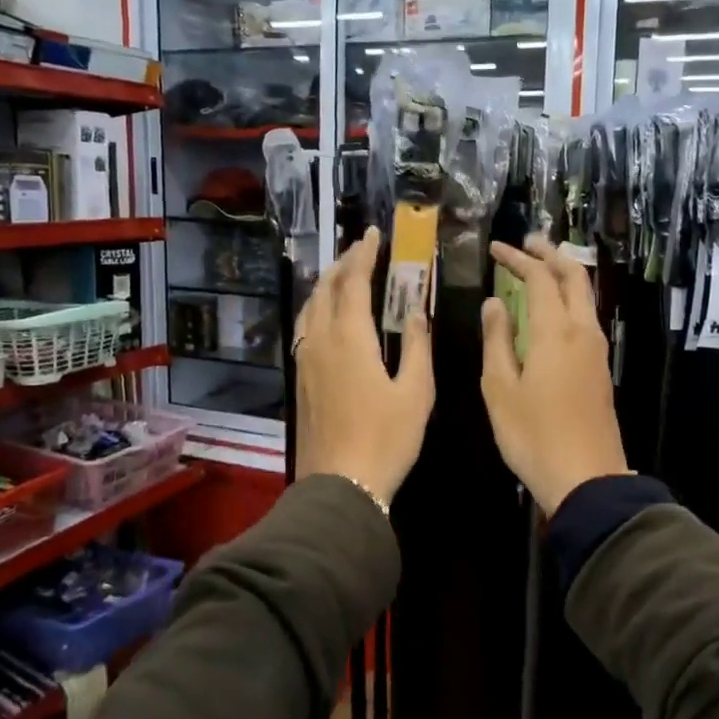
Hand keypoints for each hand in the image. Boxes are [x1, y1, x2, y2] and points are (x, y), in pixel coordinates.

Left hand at [295, 226, 433, 506]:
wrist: (341, 484)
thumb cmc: (386, 438)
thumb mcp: (416, 393)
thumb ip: (418, 347)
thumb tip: (418, 312)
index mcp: (350, 338)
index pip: (353, 282)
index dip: (364, 255)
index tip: (373, 234)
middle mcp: (320, 341)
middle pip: (325, 289)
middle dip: (342, 264)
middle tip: (360, 249)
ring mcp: (305, 360)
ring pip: (309, 308)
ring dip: (325, 285)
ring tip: (342, 275)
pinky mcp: (300, 379)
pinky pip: (304, 329)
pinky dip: (316, 309)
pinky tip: (326, 318)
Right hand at [481, 235, 629, 514]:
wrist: (587, 478)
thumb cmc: (533, 435)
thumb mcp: (500, 388)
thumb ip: (497, 340)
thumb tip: (494, 304)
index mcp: (556, 332)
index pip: (539, 279)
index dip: (518, 259)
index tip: (496, 248)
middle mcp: (583, 332)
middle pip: (574, 277)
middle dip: (550, 255)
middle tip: (527, 243)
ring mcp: (597, 350)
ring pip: (585, 297)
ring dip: (564, 275)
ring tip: (539, 268)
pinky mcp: (601, 368)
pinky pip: (586, 317)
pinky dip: (569, 299)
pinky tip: (552, 310)